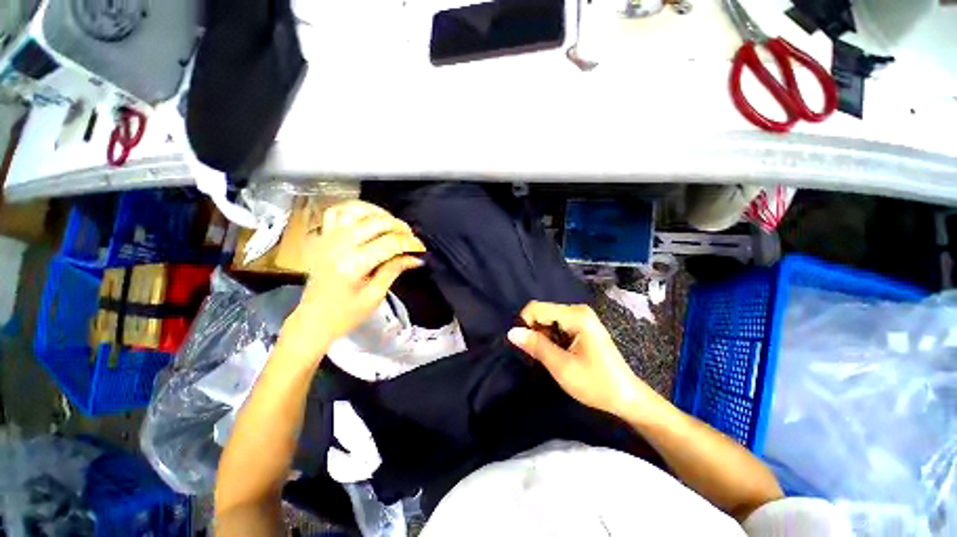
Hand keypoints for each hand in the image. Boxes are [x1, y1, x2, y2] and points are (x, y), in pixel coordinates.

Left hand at [279, 201, 425, 360]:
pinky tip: (368, 218)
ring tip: (392, 225)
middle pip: (376, 222)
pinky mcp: (322, 237)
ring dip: (379, 213)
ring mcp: (327, 238)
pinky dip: (354, 209)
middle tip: (411, 238)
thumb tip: (416, 258)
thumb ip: (394, 270)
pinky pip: (336, 211)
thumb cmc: (346, 314)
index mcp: (353, 265)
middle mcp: (338, 246)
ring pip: (356, 210)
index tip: (421, 249)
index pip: (389, 243)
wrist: (313, 319)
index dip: (410, 243)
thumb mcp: (375, 295)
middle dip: (400, 227)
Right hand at [508, 301, 663, 418]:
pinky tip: (558, 354)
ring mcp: (581, 317)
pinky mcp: (582, 326)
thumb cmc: (596, 383)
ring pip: (548, 320)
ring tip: (550, 358)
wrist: (626, 398)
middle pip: (542, 313)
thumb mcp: (561, 366)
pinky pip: (557, 326)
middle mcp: (577, 310)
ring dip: (543, 338)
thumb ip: (536, 346)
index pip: (536, 308)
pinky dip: (551, 339)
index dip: (525, 324)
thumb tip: (511, 332)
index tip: (525, 346)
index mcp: (576, 315)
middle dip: (535, 332)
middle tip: (539, 357)